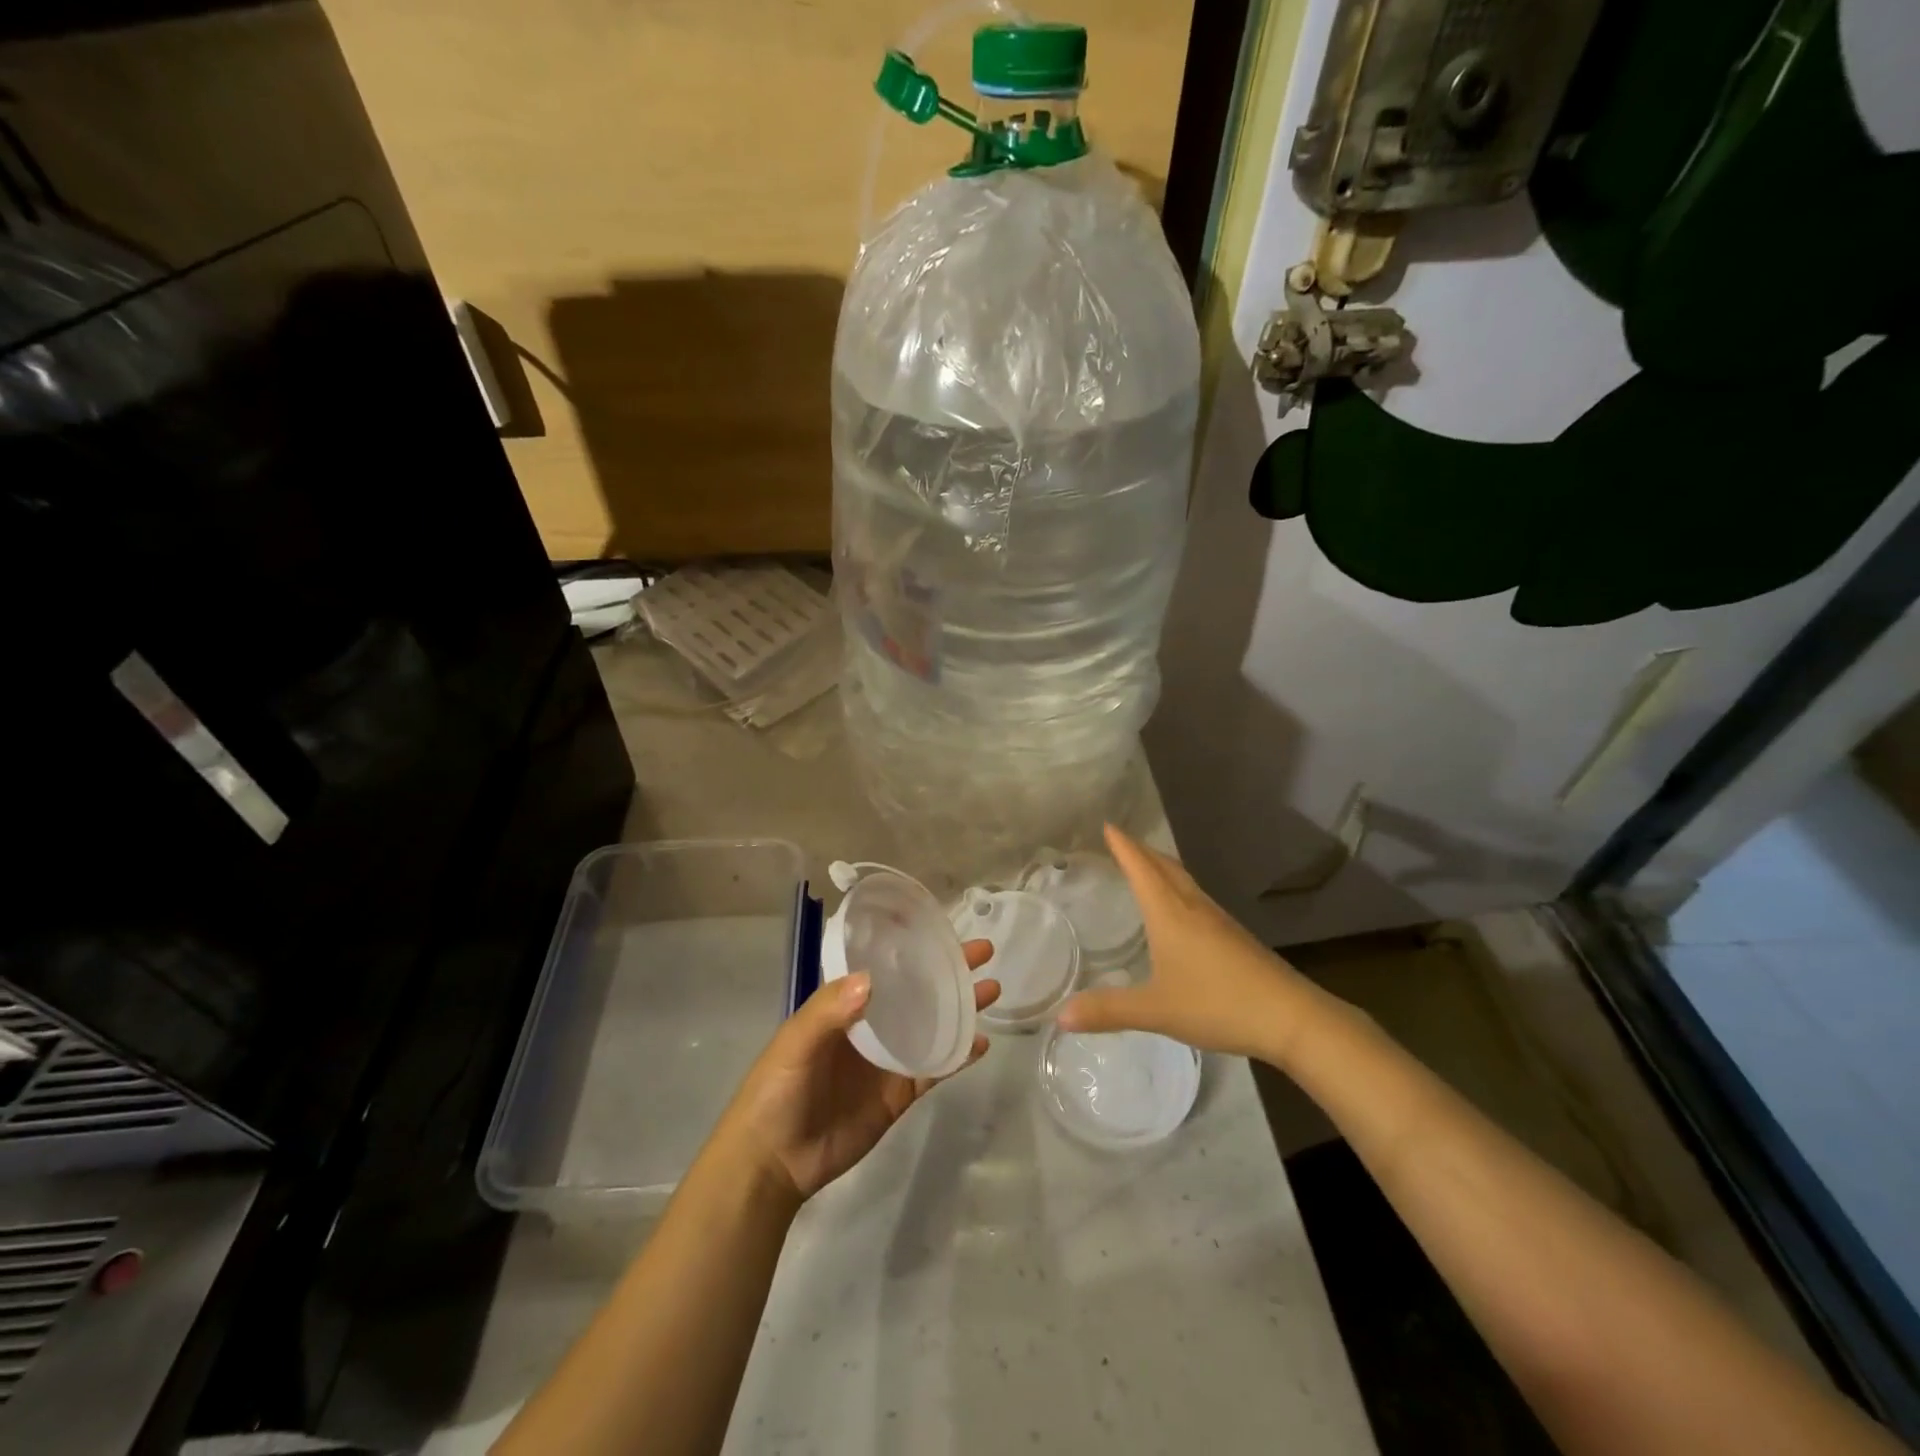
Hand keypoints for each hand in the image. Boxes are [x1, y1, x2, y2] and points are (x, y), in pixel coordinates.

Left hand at [717, 943, 999, 1201]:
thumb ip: (829, 1011)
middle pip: (917, 992)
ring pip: (932, 1026)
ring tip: (992, 989)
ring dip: (961, 1008)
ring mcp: (888, 1060)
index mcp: (844, 1006)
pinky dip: (958, 1055)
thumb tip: (872, 978)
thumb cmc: (776, 1091)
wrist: (773, 1162)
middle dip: (948, 972)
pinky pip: (934, 1069)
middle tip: (983, 951)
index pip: (885, 968)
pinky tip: (980, 1042)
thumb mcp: (795, 1042)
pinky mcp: (899, 1095)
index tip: (943, 931)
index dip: (912, 949)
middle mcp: (871, 1026)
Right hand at [1057, 825, 1309, 1062]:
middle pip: (1165, 867)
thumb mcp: (1156, 1010)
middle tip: (1121, 841)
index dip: (1124, 847)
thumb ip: (1108, 1011)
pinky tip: (1180, 911)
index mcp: (1171, 914)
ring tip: (1146, 867)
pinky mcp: (1235, 938)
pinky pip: (1197, 898)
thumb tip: (1061, 1016)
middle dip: (1142, 851)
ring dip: (1162, 868)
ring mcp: (1219, 921)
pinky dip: (1178, 889)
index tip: (1109, 826)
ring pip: (1185, 881)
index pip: (1141, 869)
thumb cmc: (1218, 1004)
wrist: (1291, 1017)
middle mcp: (1194, 908)